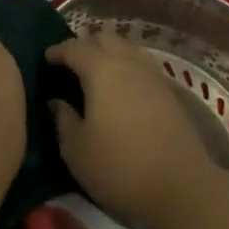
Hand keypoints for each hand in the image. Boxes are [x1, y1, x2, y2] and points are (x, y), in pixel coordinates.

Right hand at [46, 30, 220, 228]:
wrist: (183, 189)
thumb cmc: (120, 167)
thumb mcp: (76, 150)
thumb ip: (63, 119)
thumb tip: (56, 101)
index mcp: (101, 70)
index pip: (74, 48)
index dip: (57, 51)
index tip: (46, 59)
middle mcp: (128, 63)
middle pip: (104, 39)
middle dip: (86, 46)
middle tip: (71, 64)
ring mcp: (153, 76)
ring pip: (127, 49)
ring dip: (110, 54)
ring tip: (97, 74)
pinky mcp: (170, 93)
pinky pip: (142, 66)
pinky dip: (128, 68)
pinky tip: (123, 90)